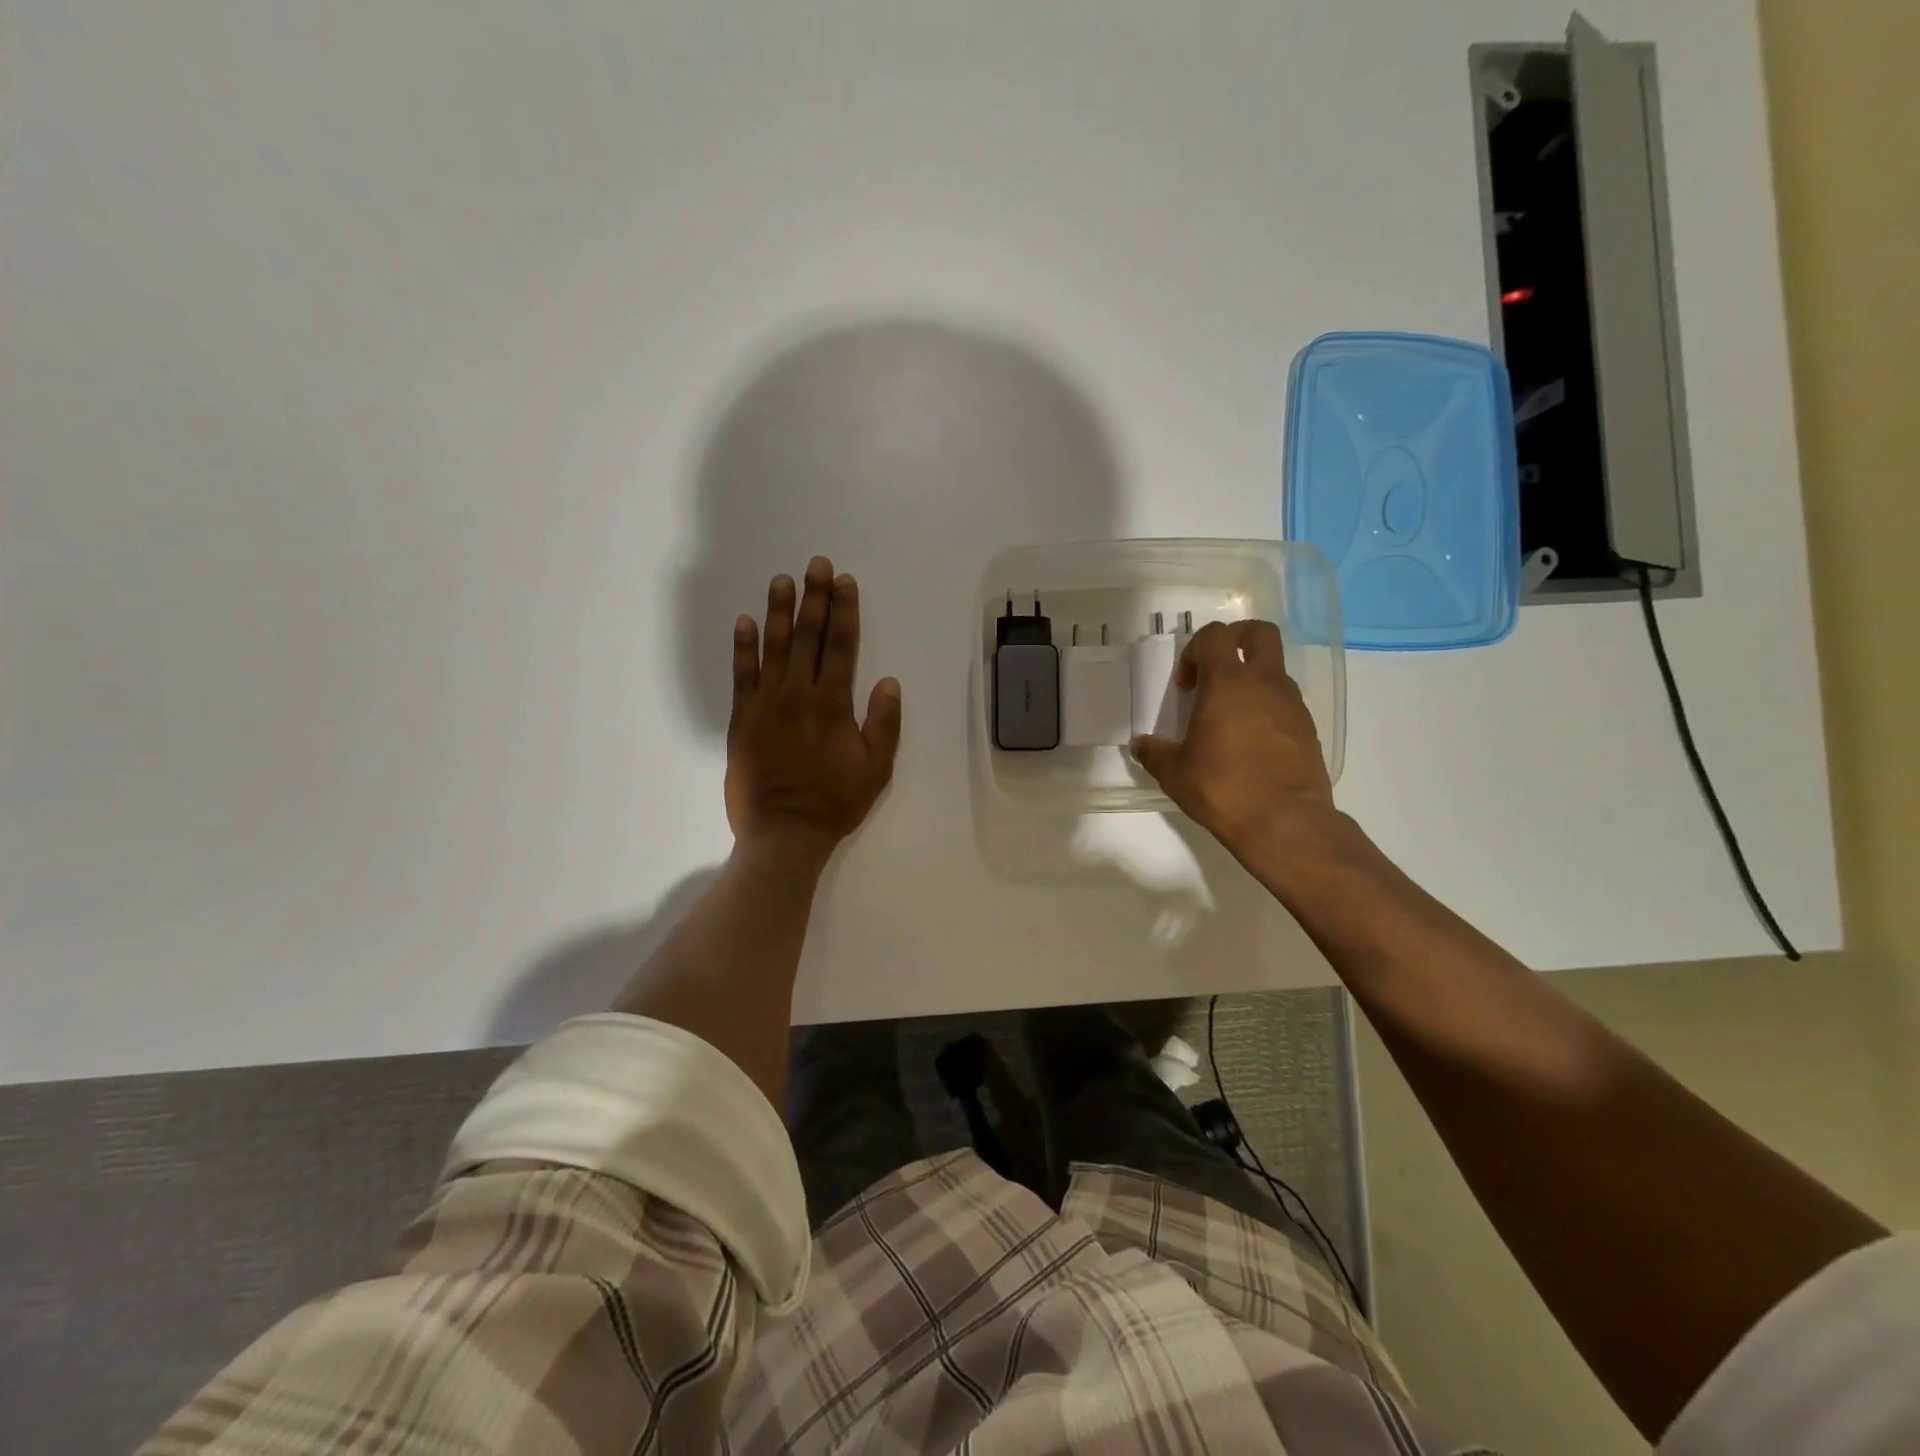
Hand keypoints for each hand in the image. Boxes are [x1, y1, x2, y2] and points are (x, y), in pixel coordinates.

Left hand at [725, 556, 902, 854]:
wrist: (784, 832)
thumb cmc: (835, 801)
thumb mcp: (876, 768)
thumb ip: (884, 723)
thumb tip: (888, 682)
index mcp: (832, 704)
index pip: (841, 646)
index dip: (844, 611)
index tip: (844, 582)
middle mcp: (798, 694)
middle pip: (808, 637)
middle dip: (814, 598)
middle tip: (816, 565)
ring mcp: (766, 704)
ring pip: (773, 648)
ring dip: (779, 611)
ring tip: (782, 580)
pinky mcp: (742, 719)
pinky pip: (741, 675)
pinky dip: (743, 647)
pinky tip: (745, 622)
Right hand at [1130, 620, 1339, 860]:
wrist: (1285, 822)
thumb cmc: (1223, 788)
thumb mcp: (1174, 773)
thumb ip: (1154, 753)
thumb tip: (1141, 745)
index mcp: (1228, 683)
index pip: (1214, 636)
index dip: (1195, 650)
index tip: (1186, 684)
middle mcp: (1265, 683)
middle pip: (1260, 633)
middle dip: (1237, 639)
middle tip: (1217, 670)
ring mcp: (1292, 705)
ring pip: (1274, 671)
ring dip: (1251, 681)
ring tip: (1229, 718)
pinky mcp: (1308, 729)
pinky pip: (1285, 703)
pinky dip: (1267, 710)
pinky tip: (1250, 744)